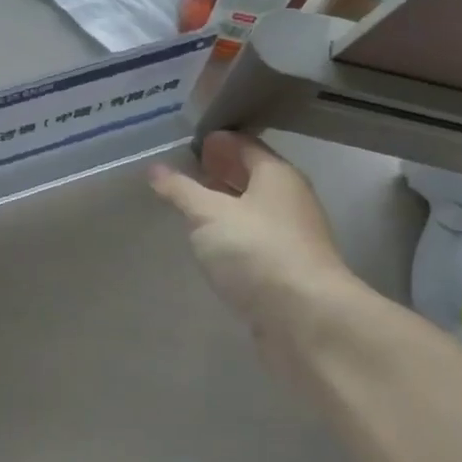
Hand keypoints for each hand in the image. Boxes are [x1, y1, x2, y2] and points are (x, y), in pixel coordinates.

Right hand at [148, 132, 357, 358]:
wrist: (306, 320)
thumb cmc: (257, 251)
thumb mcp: (209, 215)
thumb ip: (182, 191)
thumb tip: (155, 169)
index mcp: (277, 175)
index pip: (246, 145)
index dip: (219, 141)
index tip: (190, 142)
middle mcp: (289, 200)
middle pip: (253, 177)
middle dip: (222, 171)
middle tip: (187, 171)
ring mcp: (291, 237)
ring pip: (253, 210)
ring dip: (226, 205)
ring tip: (192, 206)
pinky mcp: (286, 270)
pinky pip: (254, 240)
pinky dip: (233, 235)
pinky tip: (212, 244)